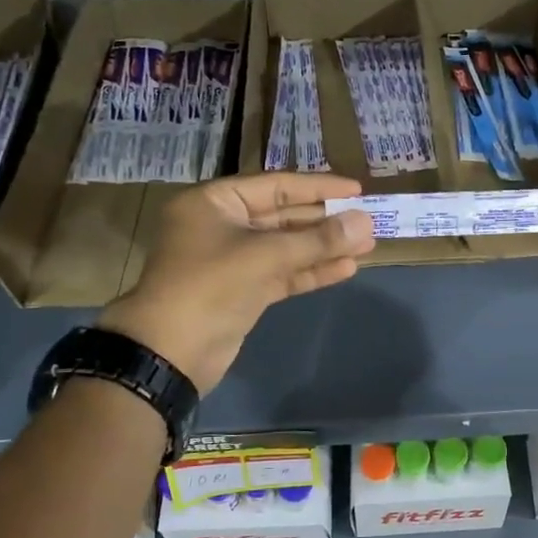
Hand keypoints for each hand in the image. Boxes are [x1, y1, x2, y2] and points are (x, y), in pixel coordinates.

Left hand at [98, 173, 374, 393]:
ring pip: (286, 248)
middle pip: (283, 216)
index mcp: (215, 202)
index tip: (356, 189)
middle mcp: (223, 226)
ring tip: (367, 245)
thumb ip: (318, 239)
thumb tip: (365, 222)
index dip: (318, 187)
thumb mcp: (265, 256)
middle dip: (326, 220)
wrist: (170, 351)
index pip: (276, 185)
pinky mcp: (244, 291)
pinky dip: (311, 271)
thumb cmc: (210, 286)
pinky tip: (346, 269)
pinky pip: (283, 273)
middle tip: (368, 220)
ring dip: (324, 247)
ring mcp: (234, 261)